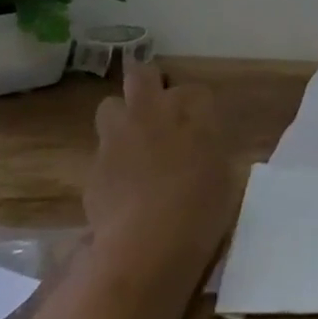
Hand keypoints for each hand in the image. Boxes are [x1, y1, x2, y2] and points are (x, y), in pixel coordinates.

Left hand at [84, 58, 243, 280]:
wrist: (149, 244)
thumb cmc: (202, 207)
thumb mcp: (224, 172)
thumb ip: (209, 148)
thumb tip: (200, 146)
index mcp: (192, 109)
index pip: (195, 91)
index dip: (195, 106)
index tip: (200, 126)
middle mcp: (152, 112)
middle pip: (142, 74)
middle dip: (148, 83)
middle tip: (158, 108)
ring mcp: (117, 136)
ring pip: (110, 106)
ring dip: (121, 118)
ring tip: (133, 144)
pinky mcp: (93, 166)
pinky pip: (102, 151)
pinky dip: (112, 161)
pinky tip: (122, 187)